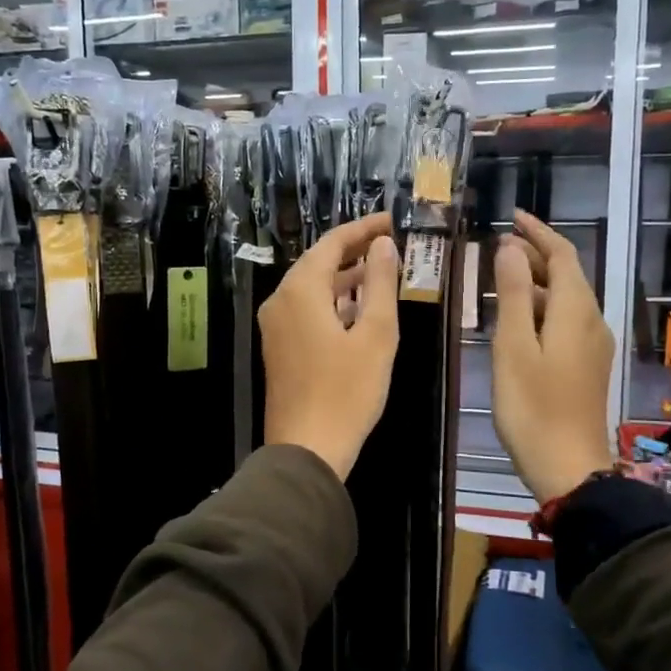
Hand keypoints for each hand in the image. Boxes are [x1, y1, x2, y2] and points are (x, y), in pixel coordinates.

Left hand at [260, 214, 400, 479]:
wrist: (306, 449)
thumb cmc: (347, 392)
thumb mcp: (375, 335)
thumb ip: (380, 283)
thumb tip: (383, 244)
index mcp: (300, 290)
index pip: (331, 243)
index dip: (364, 228)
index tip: (394, 221)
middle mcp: (280, 300)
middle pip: (318, 262)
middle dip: (355, 251)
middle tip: (392, 245)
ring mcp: (275, 326)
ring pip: (311, 288)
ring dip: (345, 278)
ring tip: (383, 273)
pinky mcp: (278, 348)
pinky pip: (306, 310)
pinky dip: (332, 302)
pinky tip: (358, 310)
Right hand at [492, 210, 615, 503]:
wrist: (569, 467)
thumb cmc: (533, 407)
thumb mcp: (514, 347)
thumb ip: (512, 294)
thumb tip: (509, 248)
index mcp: (575, 311)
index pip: (562, 255)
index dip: (538, 232)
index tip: (512, 217)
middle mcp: (591, 321)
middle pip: (566, 275)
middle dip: (534, 255)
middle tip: (495, 249)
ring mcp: (593, 346)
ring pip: (565, 299)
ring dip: (534, 283)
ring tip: (497, 280)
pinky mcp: (587, 366)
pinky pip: (565, 321)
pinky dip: (540, 308)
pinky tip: (516, 321)